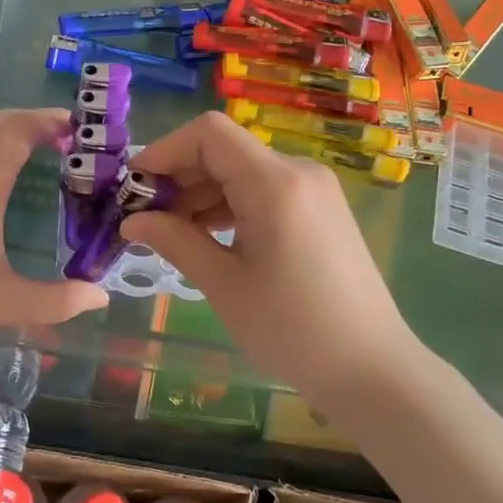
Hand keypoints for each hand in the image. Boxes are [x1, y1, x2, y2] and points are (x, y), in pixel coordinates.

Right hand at [121, 112, 415, 395]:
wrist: (372, 368)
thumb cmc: (291, 330)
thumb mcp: (223, 285)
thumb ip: (175, 241)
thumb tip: (131, 221)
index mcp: (275, 183)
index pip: (209, 133)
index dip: (165, 150)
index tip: (135, 187)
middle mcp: (298, 172)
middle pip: (225, 150)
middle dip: (179, 176)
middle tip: (145, 218)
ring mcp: (315, 189)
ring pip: (244, 171)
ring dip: (203, 193)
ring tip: (171, 232)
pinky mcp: (321, 210)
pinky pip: (265, 190)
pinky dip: (231, 205)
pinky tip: (208, 236)